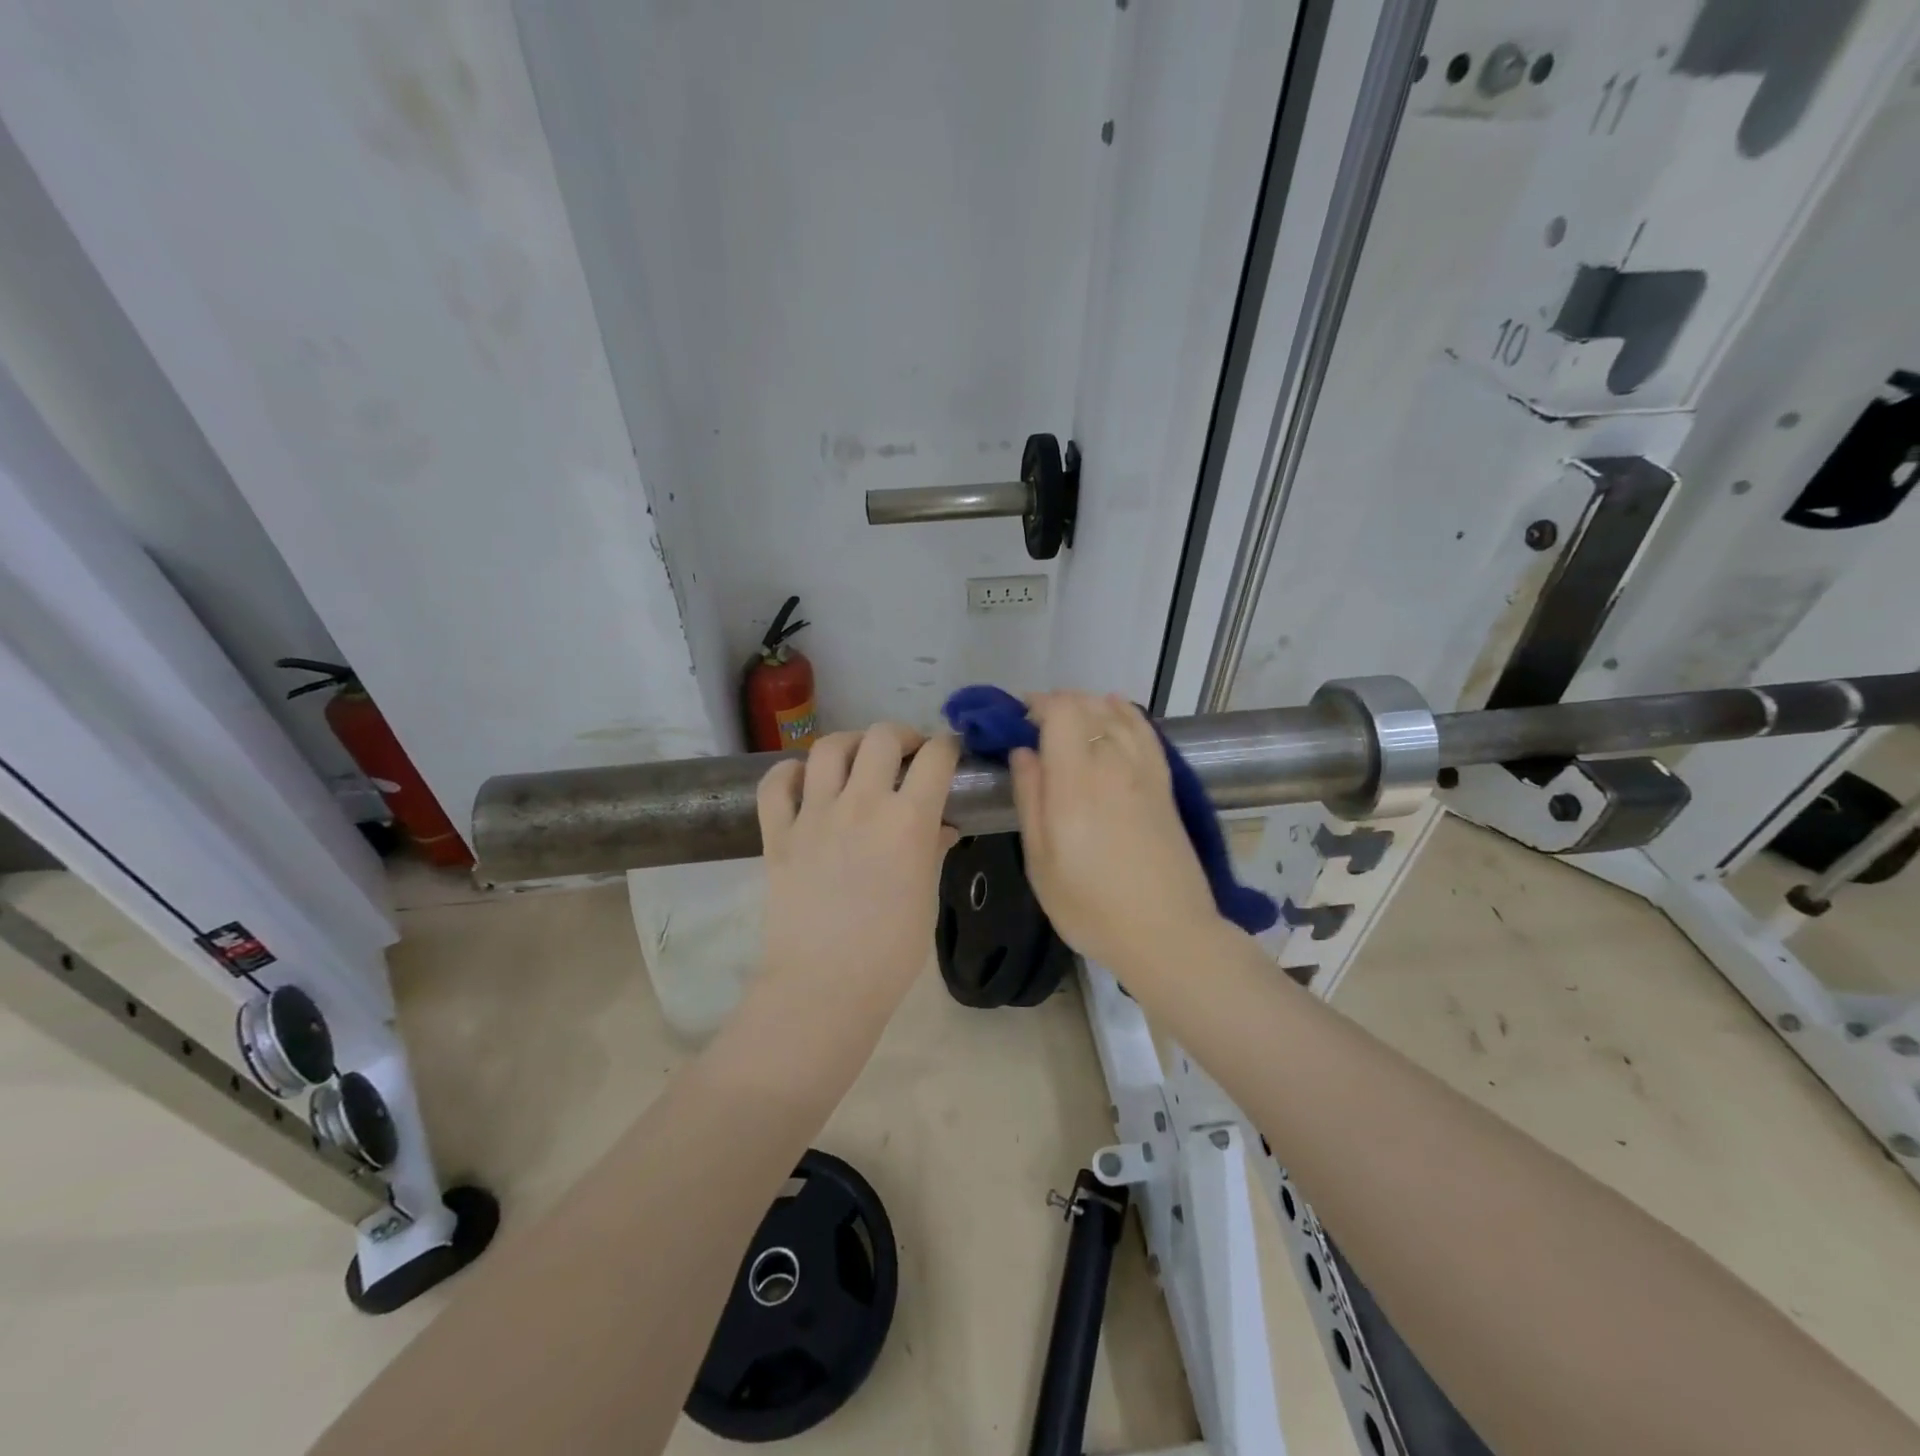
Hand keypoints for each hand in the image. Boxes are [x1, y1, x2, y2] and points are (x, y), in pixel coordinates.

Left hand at [756, 724, 960, 997]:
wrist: (823, 987)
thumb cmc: (890, 952)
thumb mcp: (926, 898)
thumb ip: (933, 851)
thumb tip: (941, 827)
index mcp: (908, 821)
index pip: (936, 758)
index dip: (948, 746)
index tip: (950, 752)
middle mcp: (862, 804)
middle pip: (881, 737)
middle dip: (901, 736)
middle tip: (906, 756)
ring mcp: (814, 815)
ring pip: (829, 748)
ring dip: (850, 745)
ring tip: (859, 762)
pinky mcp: (777, 833)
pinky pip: (776, 783)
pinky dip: (791, 772)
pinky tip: (805, 782)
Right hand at [1010, 693, 1224, 974]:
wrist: (1167, 934)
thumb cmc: (1091, 906)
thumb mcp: (1040, 861)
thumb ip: (1030, 798)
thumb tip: (1023, 752)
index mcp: (1075, 782)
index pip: (1061, 711)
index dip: (1036, 704)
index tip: (1016, 720)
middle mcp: (1112, 764)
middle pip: (1087, 706)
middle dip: (1057, 704)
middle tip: (1035, 727)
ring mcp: (1144, 771)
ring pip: (1116, 714)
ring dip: (1088, 707)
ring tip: (1068, 724)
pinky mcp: (1165, 784)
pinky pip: (1145, 731)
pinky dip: (1125, 713)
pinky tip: (1114, 711)